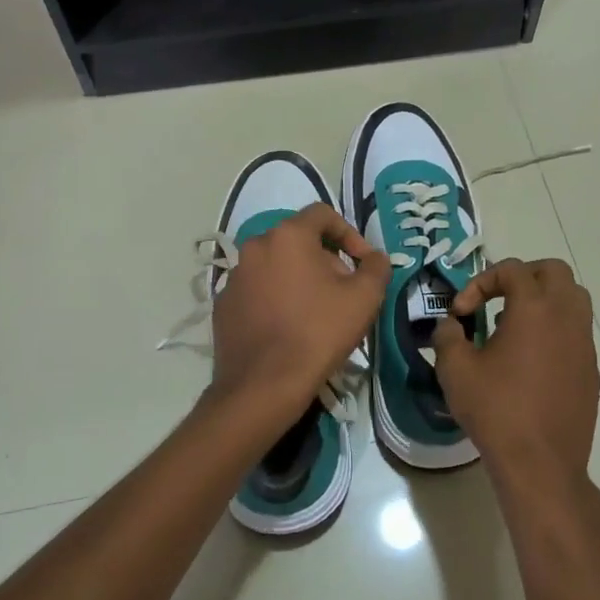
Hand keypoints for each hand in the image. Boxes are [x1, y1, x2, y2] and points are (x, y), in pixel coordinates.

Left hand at [209, 203, 389, 432]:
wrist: (264, 385)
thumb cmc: (318, 332)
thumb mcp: (364, 298)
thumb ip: (376, 267)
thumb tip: (376, 257)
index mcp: (287, 236)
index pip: (322, 214)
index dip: (349, 233)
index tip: (362, 261)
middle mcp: (255, 246)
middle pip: (298, 240)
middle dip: (325, 258)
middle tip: (343, 290)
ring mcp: (234, 276)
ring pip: (275, 265)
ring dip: (298, 278)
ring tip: (317, 310)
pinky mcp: (223, 305)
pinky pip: (256, 290)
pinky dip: (275, 298)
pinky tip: (288, 327)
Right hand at [432, 258, 599, 503]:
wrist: (541, 464)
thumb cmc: (496, 410)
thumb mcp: (456, 370)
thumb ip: (447, 336)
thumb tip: (450, 325)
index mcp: (534, 308)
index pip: (512, 269)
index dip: (481, 282)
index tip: (462, 312)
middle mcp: (566, 316)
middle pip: (554, 271)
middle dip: (523, 277)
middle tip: (497, 299)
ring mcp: (584, 343)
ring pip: (573, 298)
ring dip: (544, 300)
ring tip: (514, 327)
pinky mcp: (591, 369)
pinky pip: (576, 332)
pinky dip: (555, 330)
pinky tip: (531, 361)